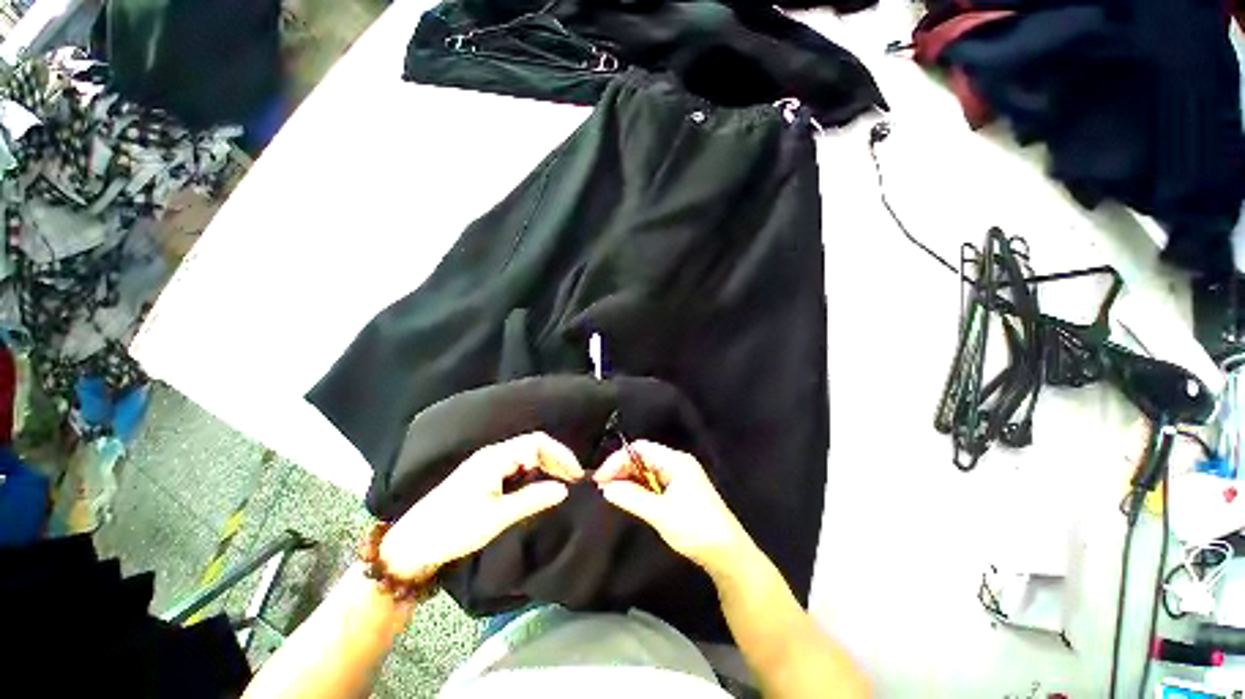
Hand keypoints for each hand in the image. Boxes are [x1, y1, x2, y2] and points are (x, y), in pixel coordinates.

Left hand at [379, 432, 583, 577]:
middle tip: (573, 481)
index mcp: (496, 457)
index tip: (576, 476)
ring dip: (546, 467)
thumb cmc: (453, 529)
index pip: (537, 443)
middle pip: (534, 446)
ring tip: (560, 484)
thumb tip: (564, 489)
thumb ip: (532, 499)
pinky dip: (534, 474)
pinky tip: (539, 488)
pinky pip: (517, 467)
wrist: (412, 545)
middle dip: (556, 460)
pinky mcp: (485, 477)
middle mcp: (494, 455)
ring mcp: (488, 465)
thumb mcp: (496, 517)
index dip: (561, 455)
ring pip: (526, 456)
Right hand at [594, 441, 751, 574]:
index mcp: (676, 461)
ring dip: (630, 479)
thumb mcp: (661, 514)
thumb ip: (632, 498)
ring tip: (613, 493)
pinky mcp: (682, 490)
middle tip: (604, 487)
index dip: (618, 460)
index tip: (601, 479)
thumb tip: (607, 488)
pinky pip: (656, 481)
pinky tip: (631, 498)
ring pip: (648, 469)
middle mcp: (678, 463)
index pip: (640, 449)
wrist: (728, 554)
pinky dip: (641, 487)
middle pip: (644, 457)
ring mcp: (681, 476)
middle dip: (622, 468)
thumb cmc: (696, 529)